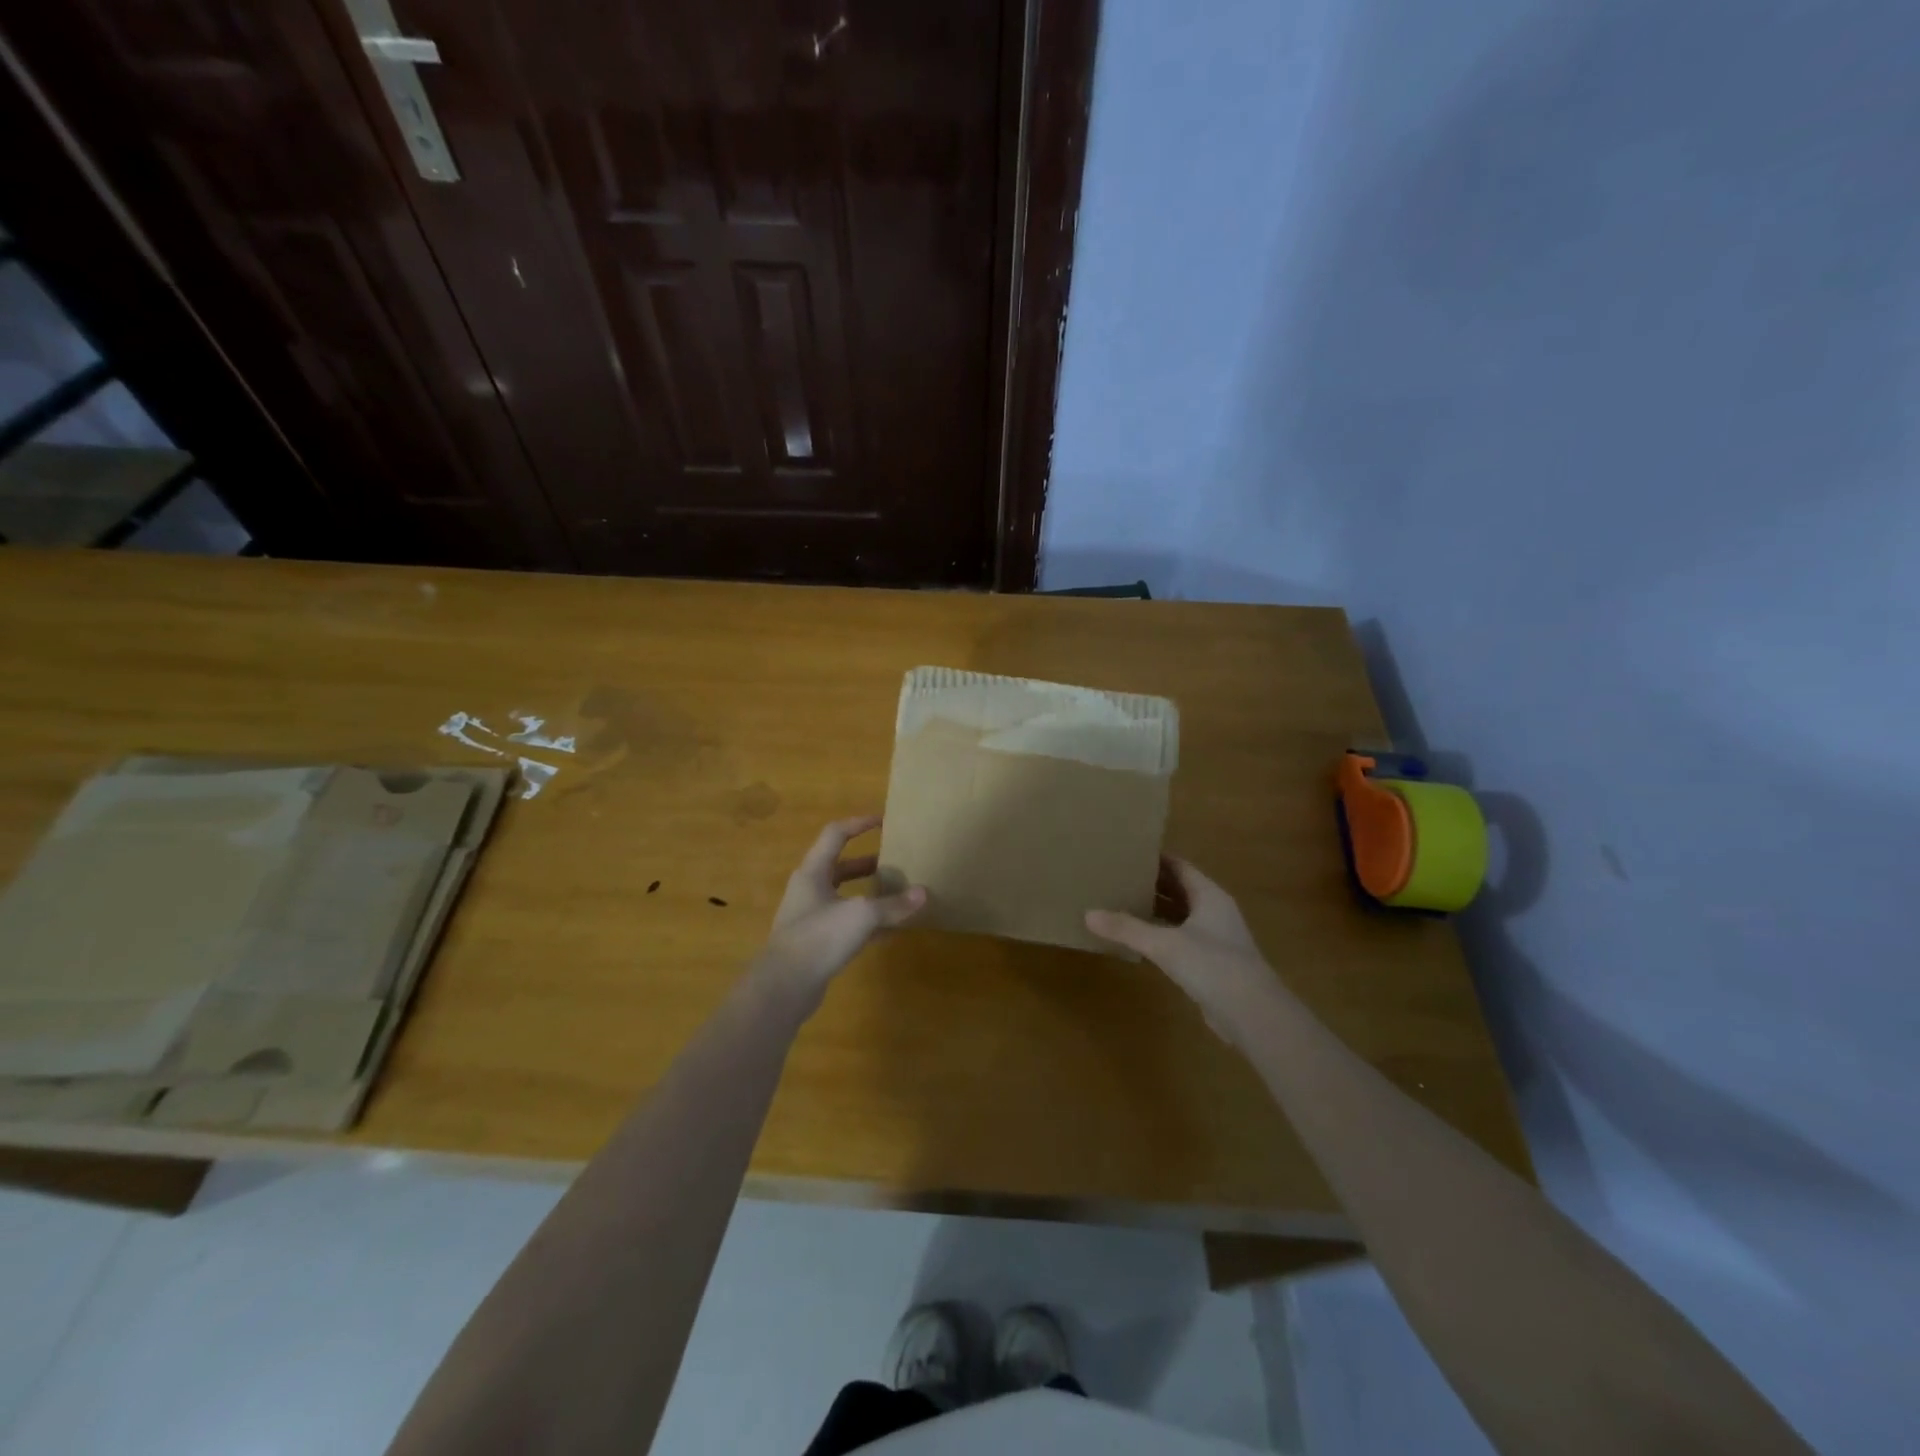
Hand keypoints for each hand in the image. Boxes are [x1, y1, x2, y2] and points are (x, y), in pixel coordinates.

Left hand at [759, 815, 924, 1002]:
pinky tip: (891, 929)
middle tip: (896, 861)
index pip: (836, 835)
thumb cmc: (819, 937)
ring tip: (898, 893)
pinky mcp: (817, 944)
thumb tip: (923, 894)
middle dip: (868, 863)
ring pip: (845, 897)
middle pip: (841, 867)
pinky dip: (868, 923)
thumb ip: (893, 904)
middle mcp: (809, 890)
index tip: (884, 820)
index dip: (859, 823)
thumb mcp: (862, 915)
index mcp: (813, 872)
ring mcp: (812, 918)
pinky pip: (847, 924)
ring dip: (869, 894)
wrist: (784, 987)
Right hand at [1086, 858, 1282, 1045]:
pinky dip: (1162, 935)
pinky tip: (1140, 941)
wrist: (1253, 1014)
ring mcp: (1216, 938)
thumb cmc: (1212, 965)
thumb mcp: (1164, 944)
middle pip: (1180, 889)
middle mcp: (1215, 911)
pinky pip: (1182, 939)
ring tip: (1121, 904)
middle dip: (1151, 884)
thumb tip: (1088, 914)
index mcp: (1209, 895)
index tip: (1126, 854)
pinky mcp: (1213, 963)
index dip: (1154, 859)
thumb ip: (1127, 928)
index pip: (1179, 867)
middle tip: (1117, 877)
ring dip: (1156, 910)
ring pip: (1181, 915)